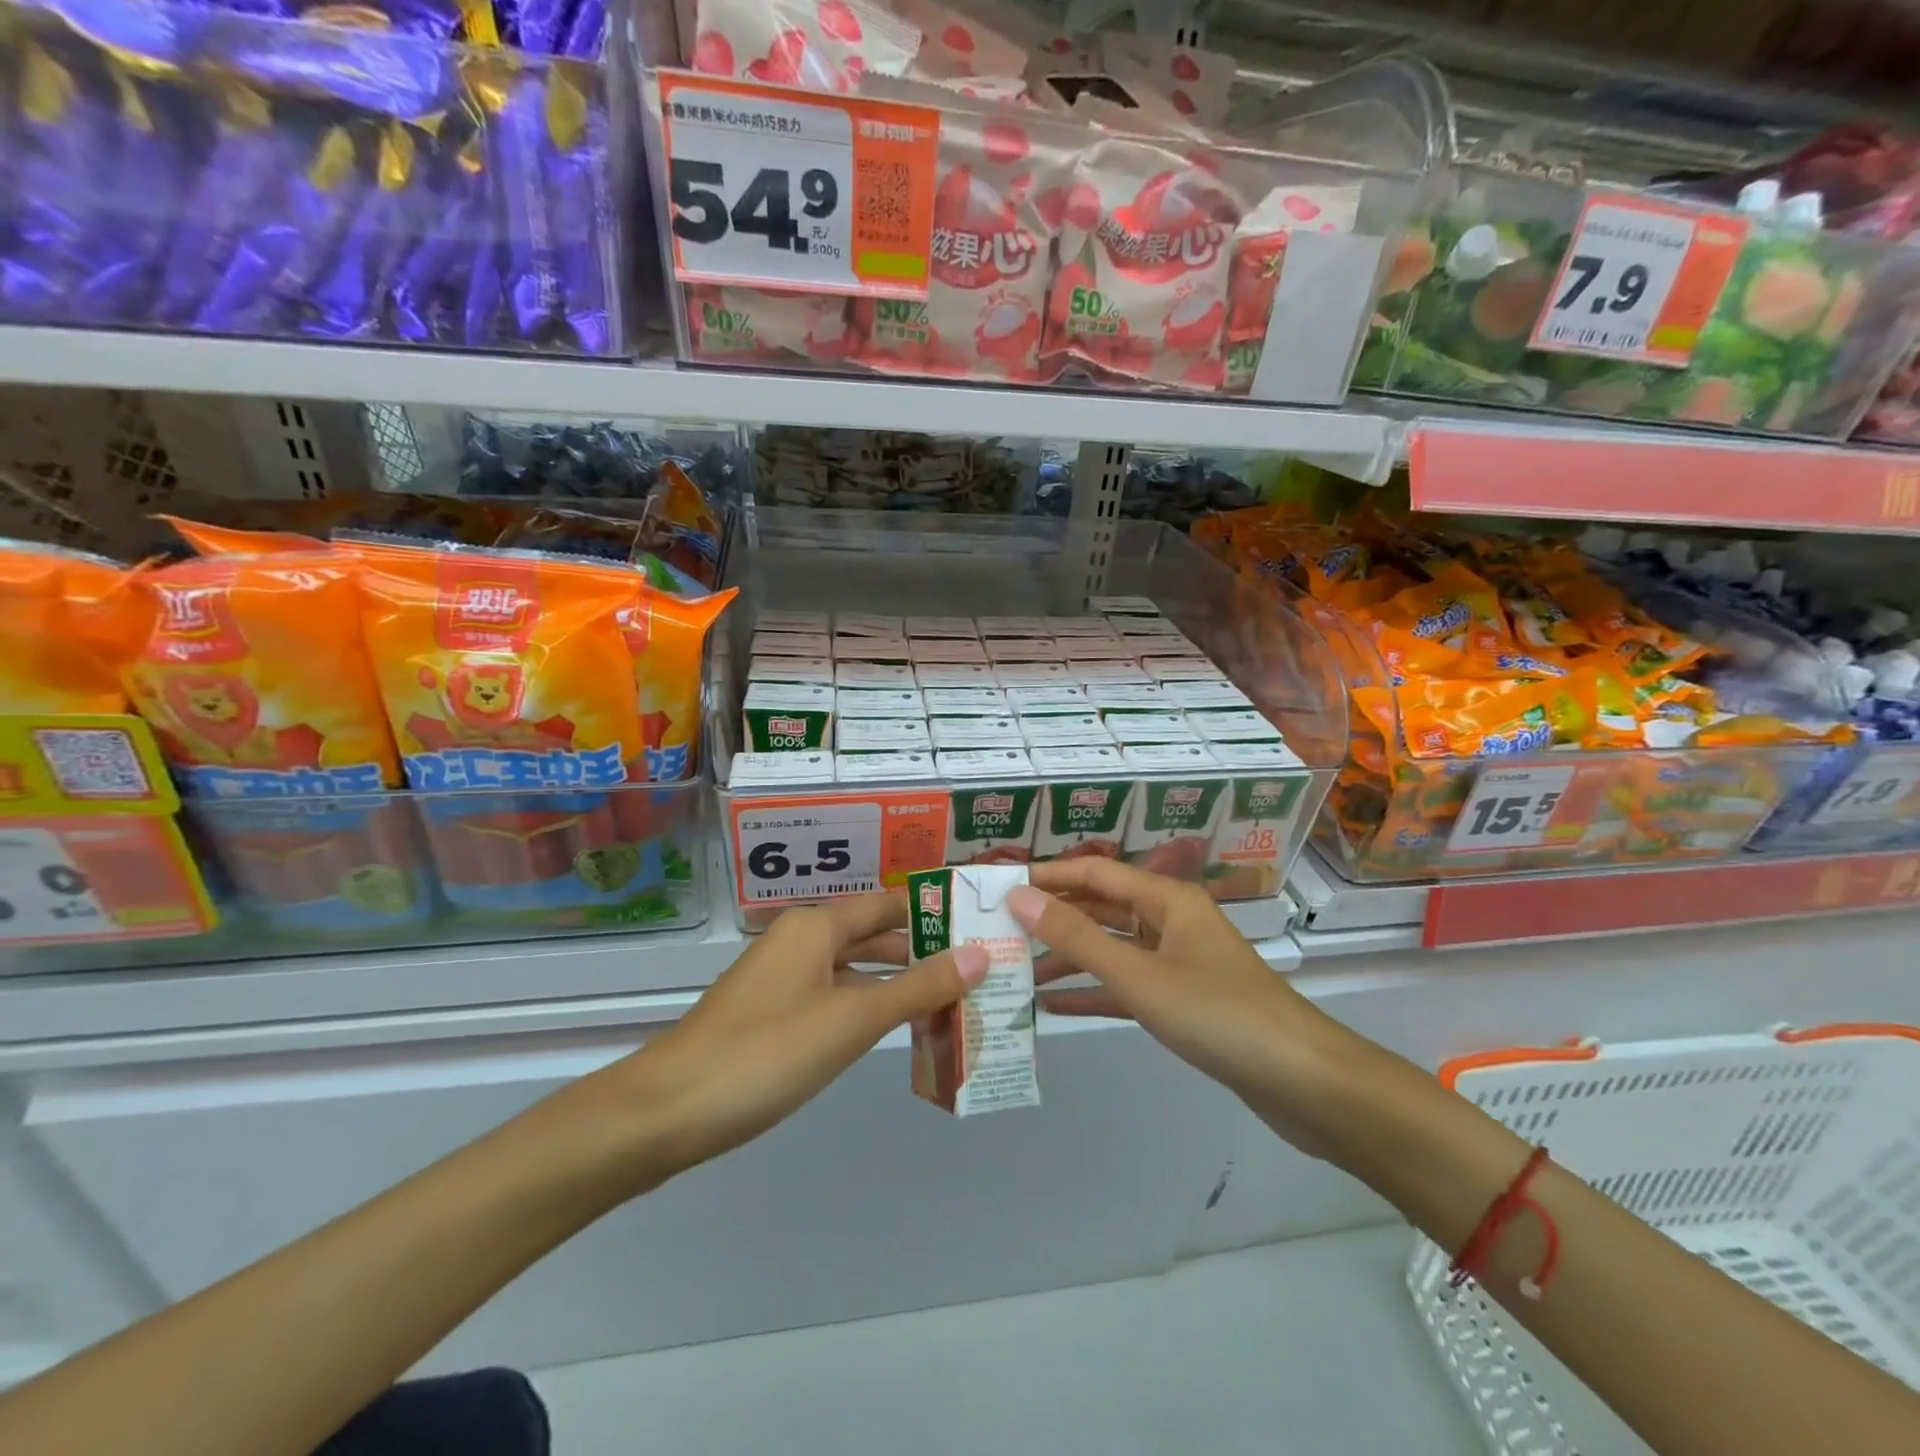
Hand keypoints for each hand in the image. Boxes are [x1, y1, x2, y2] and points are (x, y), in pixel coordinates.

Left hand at [596, 894, 986, 1183]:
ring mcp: (782, 978)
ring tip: (950, 999)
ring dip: (897, 982)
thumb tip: (980, 954)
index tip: (981, 923)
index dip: (934, 911)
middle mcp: (800, 940)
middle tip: (978, 967)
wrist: (668, 1110)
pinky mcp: (771, 1013)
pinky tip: (892, 1027)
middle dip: (922, 951)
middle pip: (873, 935)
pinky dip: (867, 1006)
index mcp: (817, 925)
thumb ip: (919, 987)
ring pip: (854, 969)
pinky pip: (833, 996)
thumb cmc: (768, 1052)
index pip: (890, 904)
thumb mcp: (854, 1019)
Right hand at [1007, 860, 1364, 1159]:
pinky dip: (1094, 992)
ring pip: (1113, 949)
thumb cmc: (1217, 1013)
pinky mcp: (1184, 1001)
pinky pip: (1128, 986)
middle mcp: (1171, 921)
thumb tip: (1020, 897)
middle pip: (1102, 909)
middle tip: (1001, 929)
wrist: (1303, 1082)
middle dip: (1054, 918)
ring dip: (1069, 958)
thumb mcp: (1138, 975)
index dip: (1048, 876)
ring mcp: (1179, 962)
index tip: (1001, 885)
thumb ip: (1077, 937)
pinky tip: (1053, 1006)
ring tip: (1018, 971)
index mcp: (1167, 900)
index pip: (1094, 873)